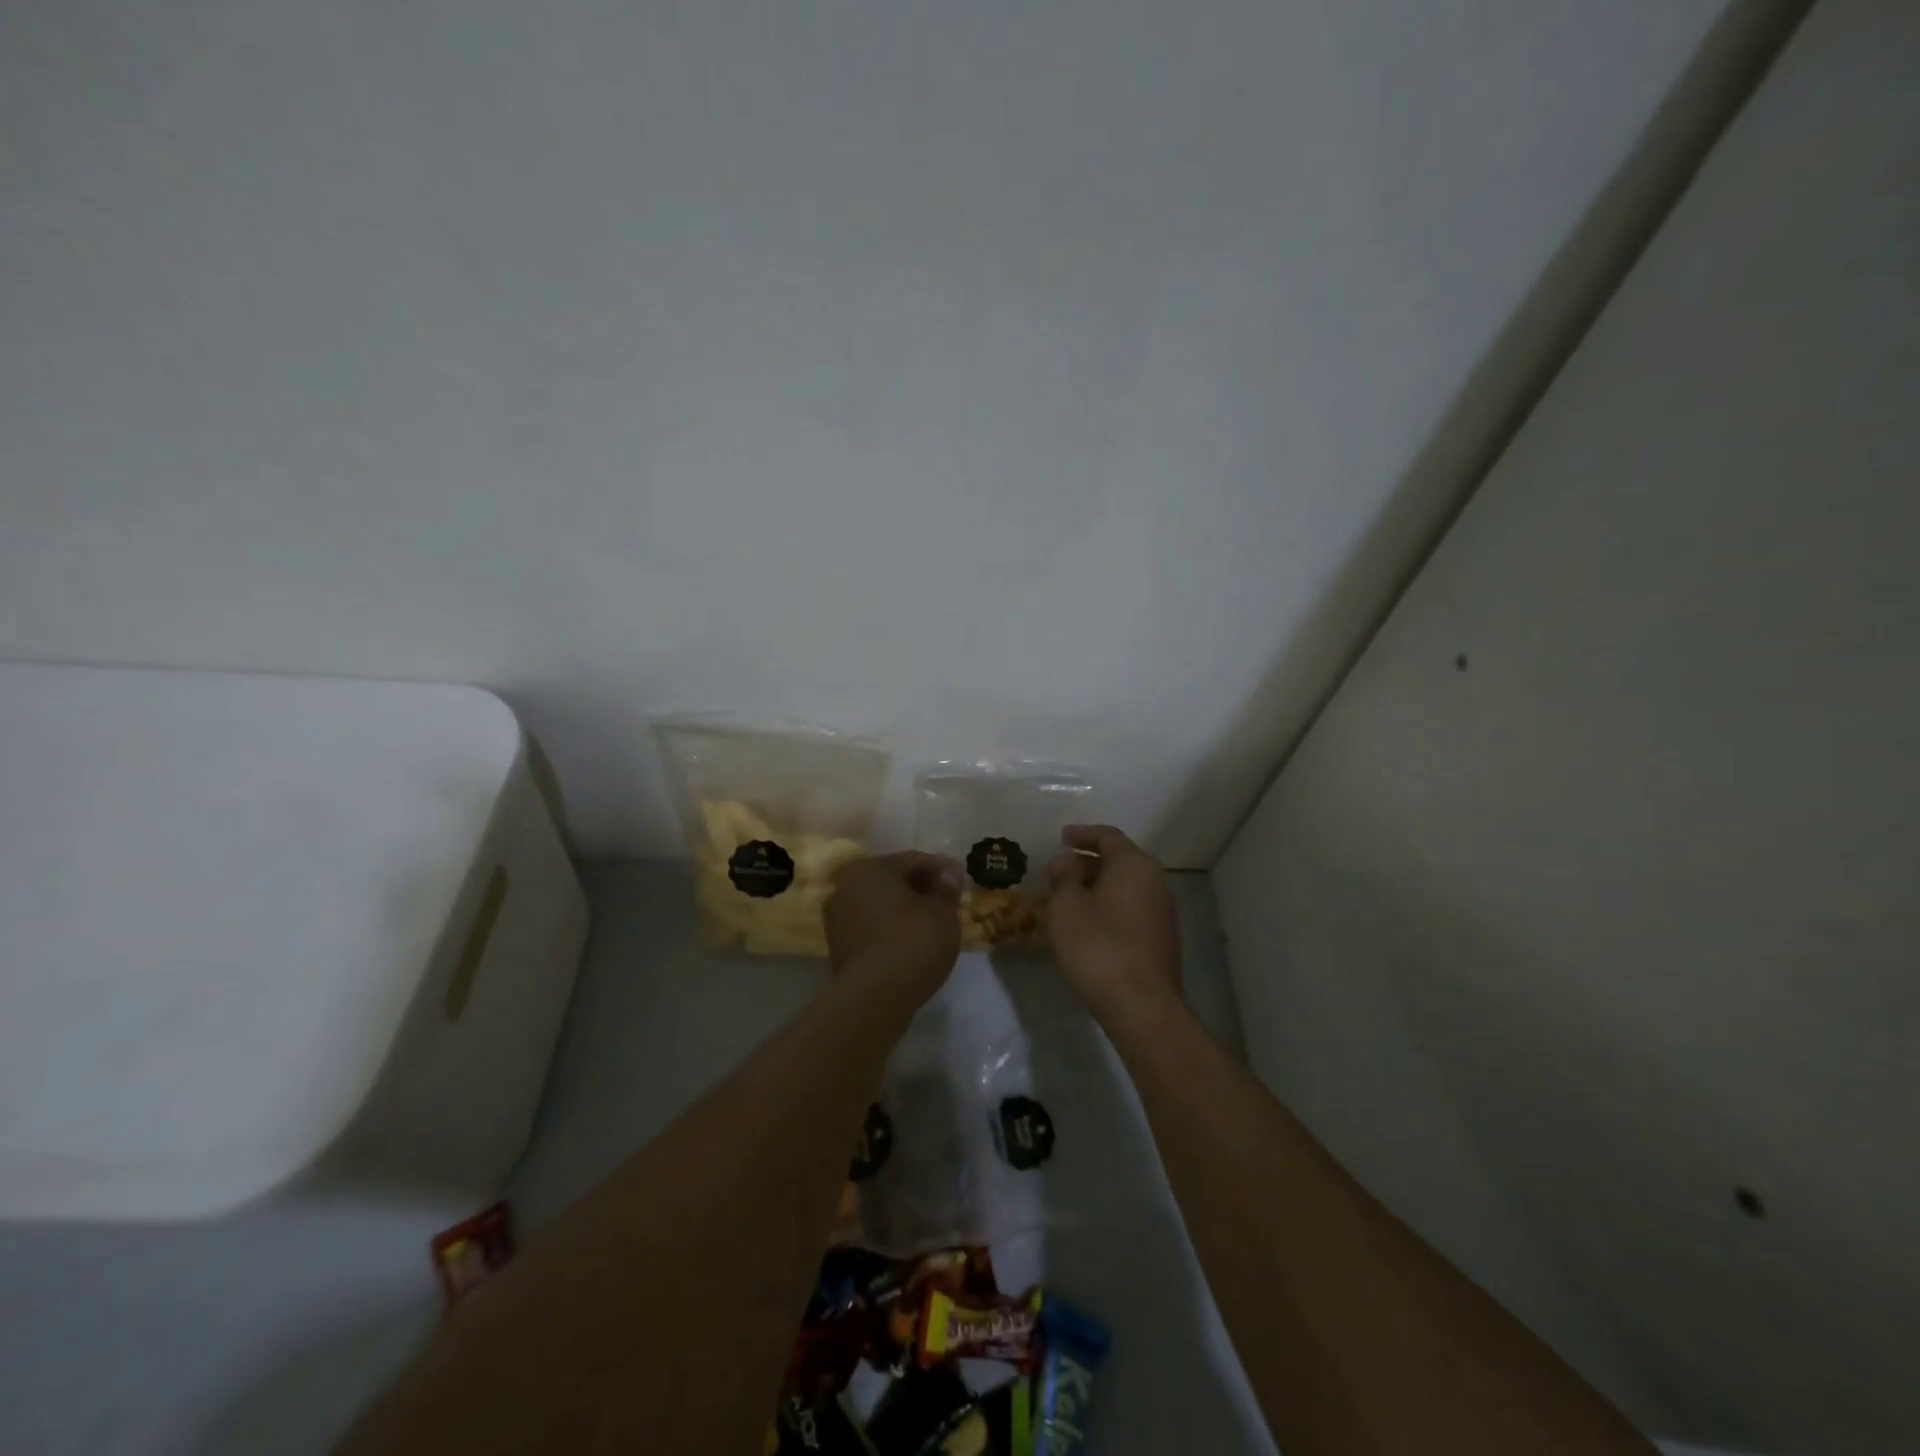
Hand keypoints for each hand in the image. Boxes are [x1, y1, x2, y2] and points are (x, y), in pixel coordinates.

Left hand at [825, 852, 963, 1008]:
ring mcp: (837, 917)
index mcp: (869, 868)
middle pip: (892, 880)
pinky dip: (891, 927)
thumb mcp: (943, 913)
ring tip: (932, 921)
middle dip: (921, 887)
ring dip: (905, 908)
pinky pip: (872, 926)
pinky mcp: (837, 945)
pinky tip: (911, 940)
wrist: (874, 998)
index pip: (913, 860)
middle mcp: (845, 885)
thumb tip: (949, 875)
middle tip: (948, 900)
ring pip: (880, 904)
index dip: (941, 868)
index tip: (961, 878)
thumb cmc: (912, 943)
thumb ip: (947, 889)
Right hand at [1045, 825, 1182, 1019]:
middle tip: (1056, 874)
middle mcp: (1154, 881)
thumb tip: (1070, 861)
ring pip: (1124, 887)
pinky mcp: (1161, 939)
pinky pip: (1130, 910)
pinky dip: (1108, 908)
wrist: (1140, 1004)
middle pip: (1118, 861)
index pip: (1107, 836)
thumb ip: (1064, 875)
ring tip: (1067, 901)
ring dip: (1096, 888)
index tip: (1060, 838)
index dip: (1082, 834)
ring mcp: (1163, 912)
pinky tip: (1087, 926)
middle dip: (1085, 864)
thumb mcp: (1066, 905)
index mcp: (1133, 864)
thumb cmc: (1097, 945)